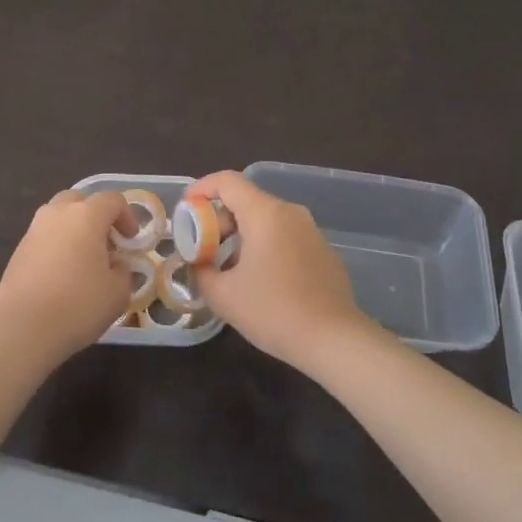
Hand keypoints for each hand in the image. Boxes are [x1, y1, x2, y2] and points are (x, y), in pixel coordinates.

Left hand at [0, 189, 132, 368]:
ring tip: (83, 259)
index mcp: (86, 215)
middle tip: (106, 243)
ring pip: (58, 216)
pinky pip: (44, 237)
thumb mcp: (118, 292)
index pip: (112, 200)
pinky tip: (62, 275)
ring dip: (74, 229)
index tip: (131, 240)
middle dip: (97, 216)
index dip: (127, 216)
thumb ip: (122, 271)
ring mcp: (34, 230)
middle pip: (80, 200)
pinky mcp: (18, 250)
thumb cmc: (79, 304)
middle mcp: (57, 214)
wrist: (24, 327)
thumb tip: (115, 264)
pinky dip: (57, 246)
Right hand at [188, 171, 372, 369]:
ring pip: (267, 219)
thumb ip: (202, 272)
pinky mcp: (324, 251)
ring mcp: (311, 231)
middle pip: (247, 200)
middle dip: (220, 219)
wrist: (334, 340)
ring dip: (242, 234)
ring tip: (229, 267)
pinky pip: (286, 236)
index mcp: (265, 214)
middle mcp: (290, 213)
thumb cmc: (273, 312)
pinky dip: (265, 246)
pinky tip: (261, 280)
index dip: (202, 188)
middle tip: (205, 248)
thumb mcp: (223, 296)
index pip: (227, 181)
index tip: (187, 209)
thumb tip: (199, 264)